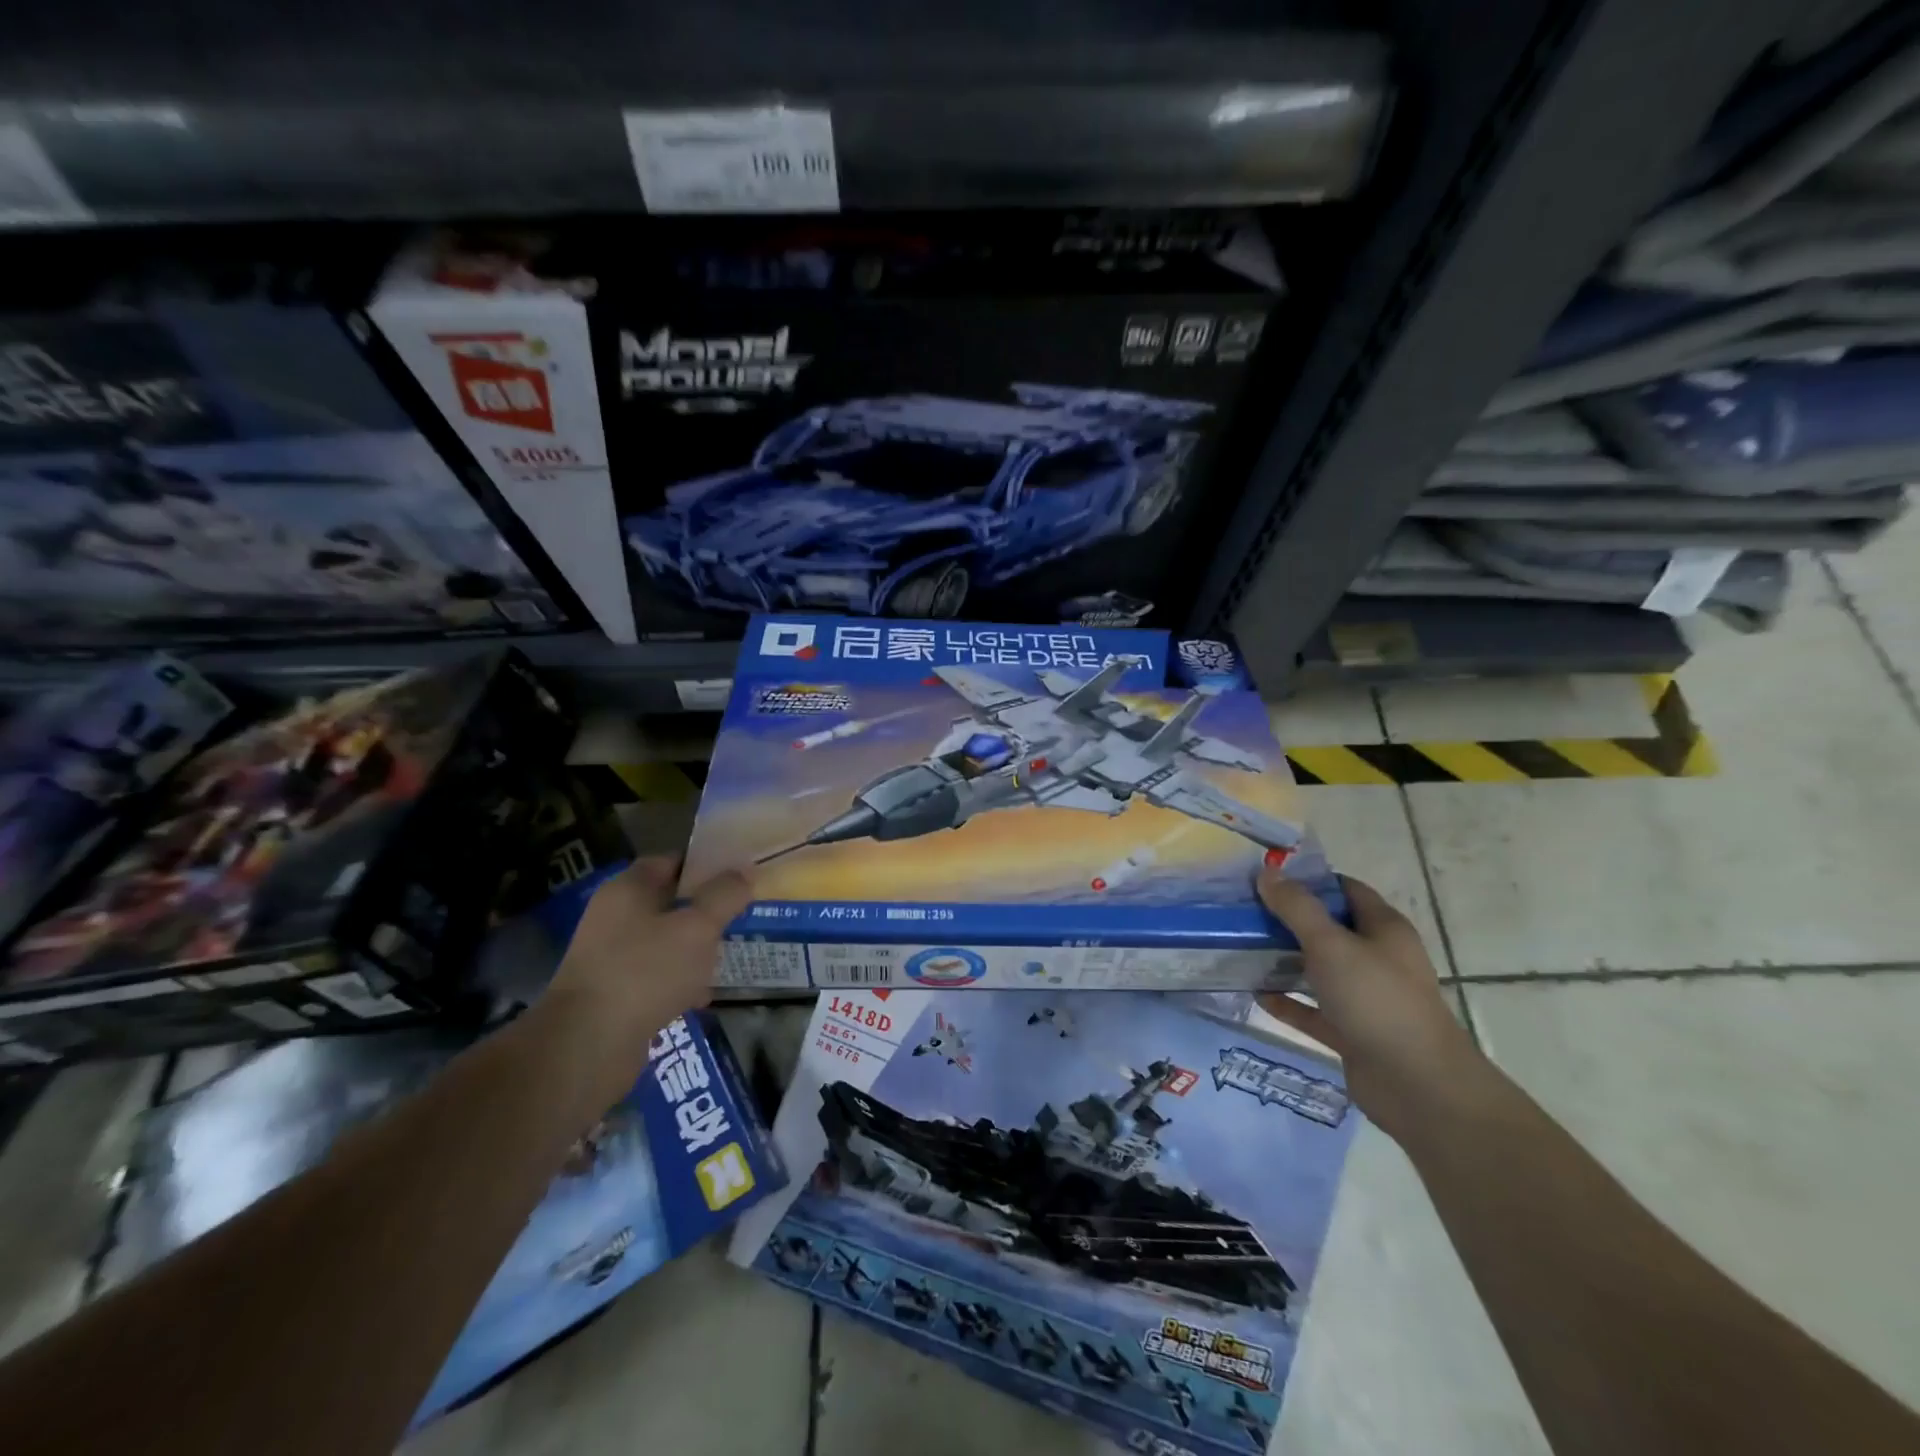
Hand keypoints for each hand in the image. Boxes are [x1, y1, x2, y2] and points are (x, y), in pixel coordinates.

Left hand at [540, 858, 752, 1104]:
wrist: (588, 1045)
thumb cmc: (646, 971)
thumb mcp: (698, 927)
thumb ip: (725, 896)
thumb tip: (744, 871)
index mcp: (628, 889)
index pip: (671, 861)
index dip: (706, 865)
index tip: (738, 876)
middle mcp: (614, 916)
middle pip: (669, 902)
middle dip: (705, 910)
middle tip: (740, 916)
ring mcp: (610, 956)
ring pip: (664, 941)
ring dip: (694, 948)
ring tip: (728, 956)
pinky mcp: (613, 993)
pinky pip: (655, 976)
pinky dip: (679, 982)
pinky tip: (702, 996)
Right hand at [1255, 870, 1482, 1139]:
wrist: (1417, 1086)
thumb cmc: (1376, 1000)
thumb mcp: (1331, 945)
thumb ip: (1297, 908)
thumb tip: (1267, 873)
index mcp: (1383, 929)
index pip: (1346, 890)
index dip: (1309, 880)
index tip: (1268, 877)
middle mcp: (1377, 958)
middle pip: (1329, 929)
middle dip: (1289, 919)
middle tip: (1246, 911)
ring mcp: (1365, 997)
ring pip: (1319, 969)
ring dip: (1284, 960)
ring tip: (1242, 948)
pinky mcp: (1352, 1032)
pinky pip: (1313, 1009)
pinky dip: (1287, 1001)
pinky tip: (1256, 993)